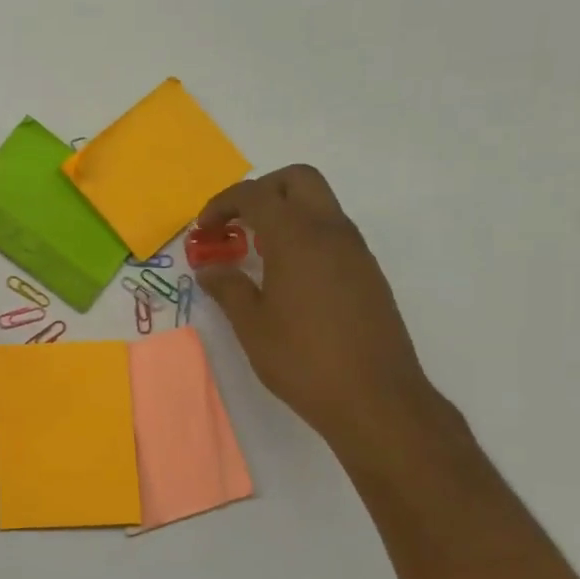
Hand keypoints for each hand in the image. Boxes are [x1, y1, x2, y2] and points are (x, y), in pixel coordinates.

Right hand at [196, 165, 436, 449]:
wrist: (376, 398)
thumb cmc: (303, 360)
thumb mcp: (252, 326)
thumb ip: (228, 289)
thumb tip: (209, 270)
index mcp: (297, 237)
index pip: (255, 195)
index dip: (223, 204)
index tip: (203, 229)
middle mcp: (331, 232)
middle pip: (297, 180)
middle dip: (261, 190)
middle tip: (236, 222)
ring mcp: (355, 251)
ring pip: (320, 204)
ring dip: (285, 212)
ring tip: (256, 251)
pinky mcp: (368, 273)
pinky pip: (332, 232)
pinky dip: (304, 235)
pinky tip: (287, 276)